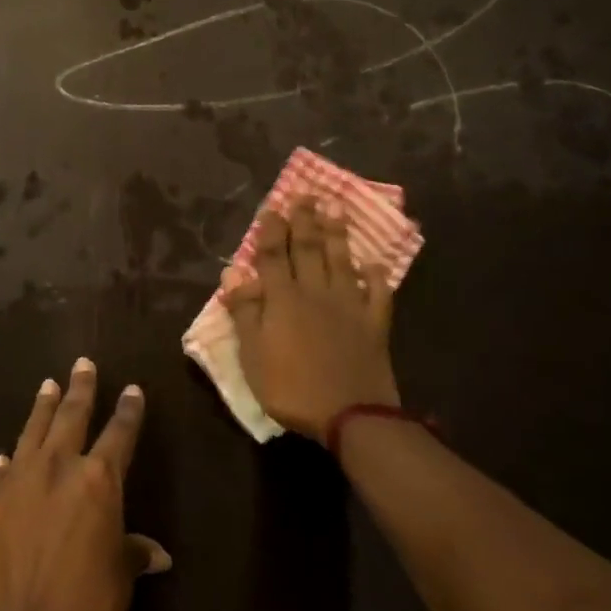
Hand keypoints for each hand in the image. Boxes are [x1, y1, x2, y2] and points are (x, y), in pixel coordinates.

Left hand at [0, 358, 169, 610]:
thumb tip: (156, 553)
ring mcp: (19, 481)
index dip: (128, 411)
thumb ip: (131, 553)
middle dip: (80, 388)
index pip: (119, 434)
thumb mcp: (118, 580)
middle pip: (71, 416)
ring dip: (42, 407)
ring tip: (47, 385)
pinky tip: (8, 453)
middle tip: (82, 364)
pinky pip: (2, 470)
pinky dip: (9, 459)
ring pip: (33, 431)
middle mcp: (58, 467)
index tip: (132, 389)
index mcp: (98, 481)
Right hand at [223, 198, 399, 441]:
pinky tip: (373, 263)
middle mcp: (316, 293)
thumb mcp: (253, 355)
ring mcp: (349, 306)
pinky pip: (377, 294)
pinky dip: (376, 277)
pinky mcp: (374, 324)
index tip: (273, 207)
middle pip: (309, 249)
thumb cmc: (291, 388)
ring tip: (336, 208)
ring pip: (341, 261)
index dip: (272, 230)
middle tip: (306, 195)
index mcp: (283, 299)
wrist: (351, 416)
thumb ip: (245, 311)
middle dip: (305, 221)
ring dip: (337, 234)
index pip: (274, 255)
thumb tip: (232, 273)